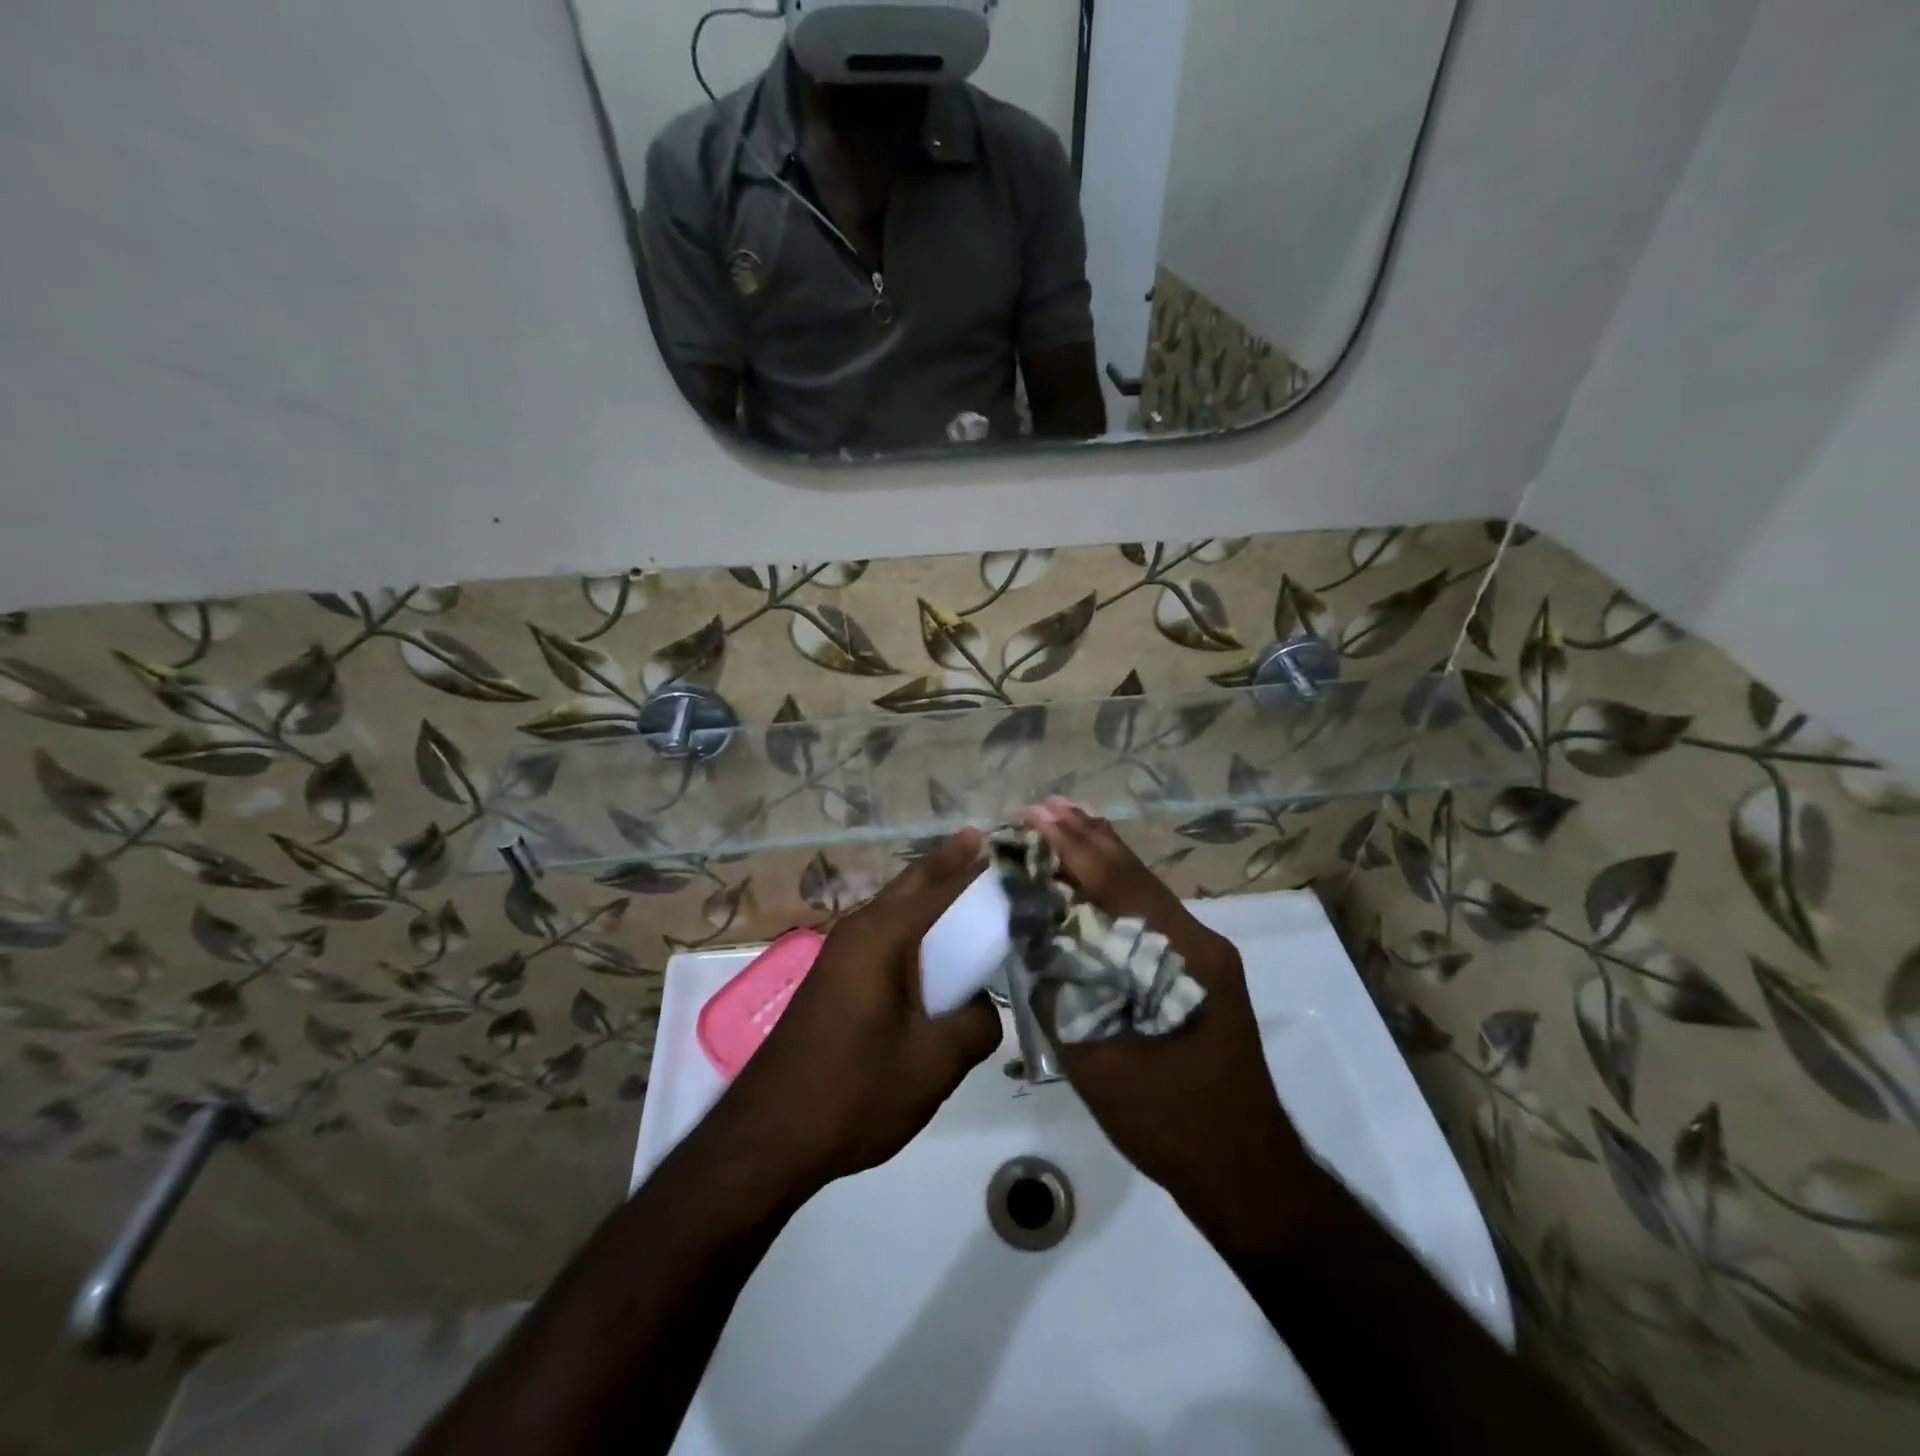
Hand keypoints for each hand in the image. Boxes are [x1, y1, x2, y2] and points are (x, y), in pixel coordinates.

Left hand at [714, 831, 1001, 1191]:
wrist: (768, 1137)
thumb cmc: (853, 1092)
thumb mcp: (933, 1063)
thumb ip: (976, 1024)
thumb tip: (983, 1007)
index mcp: (881, 935)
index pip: (942, 888)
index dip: (979, 871)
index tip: (1014, 855)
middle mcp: (859, 929)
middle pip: (913, 883)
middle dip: (950, 863)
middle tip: (987, 846)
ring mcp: (842, 953)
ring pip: (896, 907)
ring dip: (930, 893)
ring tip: (969, 885)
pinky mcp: (836, 978)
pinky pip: (886, 935)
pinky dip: (916, 926)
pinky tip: (936, 947)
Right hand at [1021, 800, 1317, 1246]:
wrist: (1244, 1171)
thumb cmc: (1170, 1121)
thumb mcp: (1100, 1062)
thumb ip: (1066, 993)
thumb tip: (1034, 940)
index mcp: (1181, 956)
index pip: (1119, 885)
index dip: (1075, 848)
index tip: (1036, 815)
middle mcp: (1199, 941)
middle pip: (1136, 876)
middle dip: (1089, 838)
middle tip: (1046, 805)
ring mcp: (1205, 956)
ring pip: (1146, 892)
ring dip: (1104, 857)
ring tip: (1068, 820)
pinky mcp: (1201, 973)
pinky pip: (1151, 916)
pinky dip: (1118, 888)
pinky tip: (1095, 880)